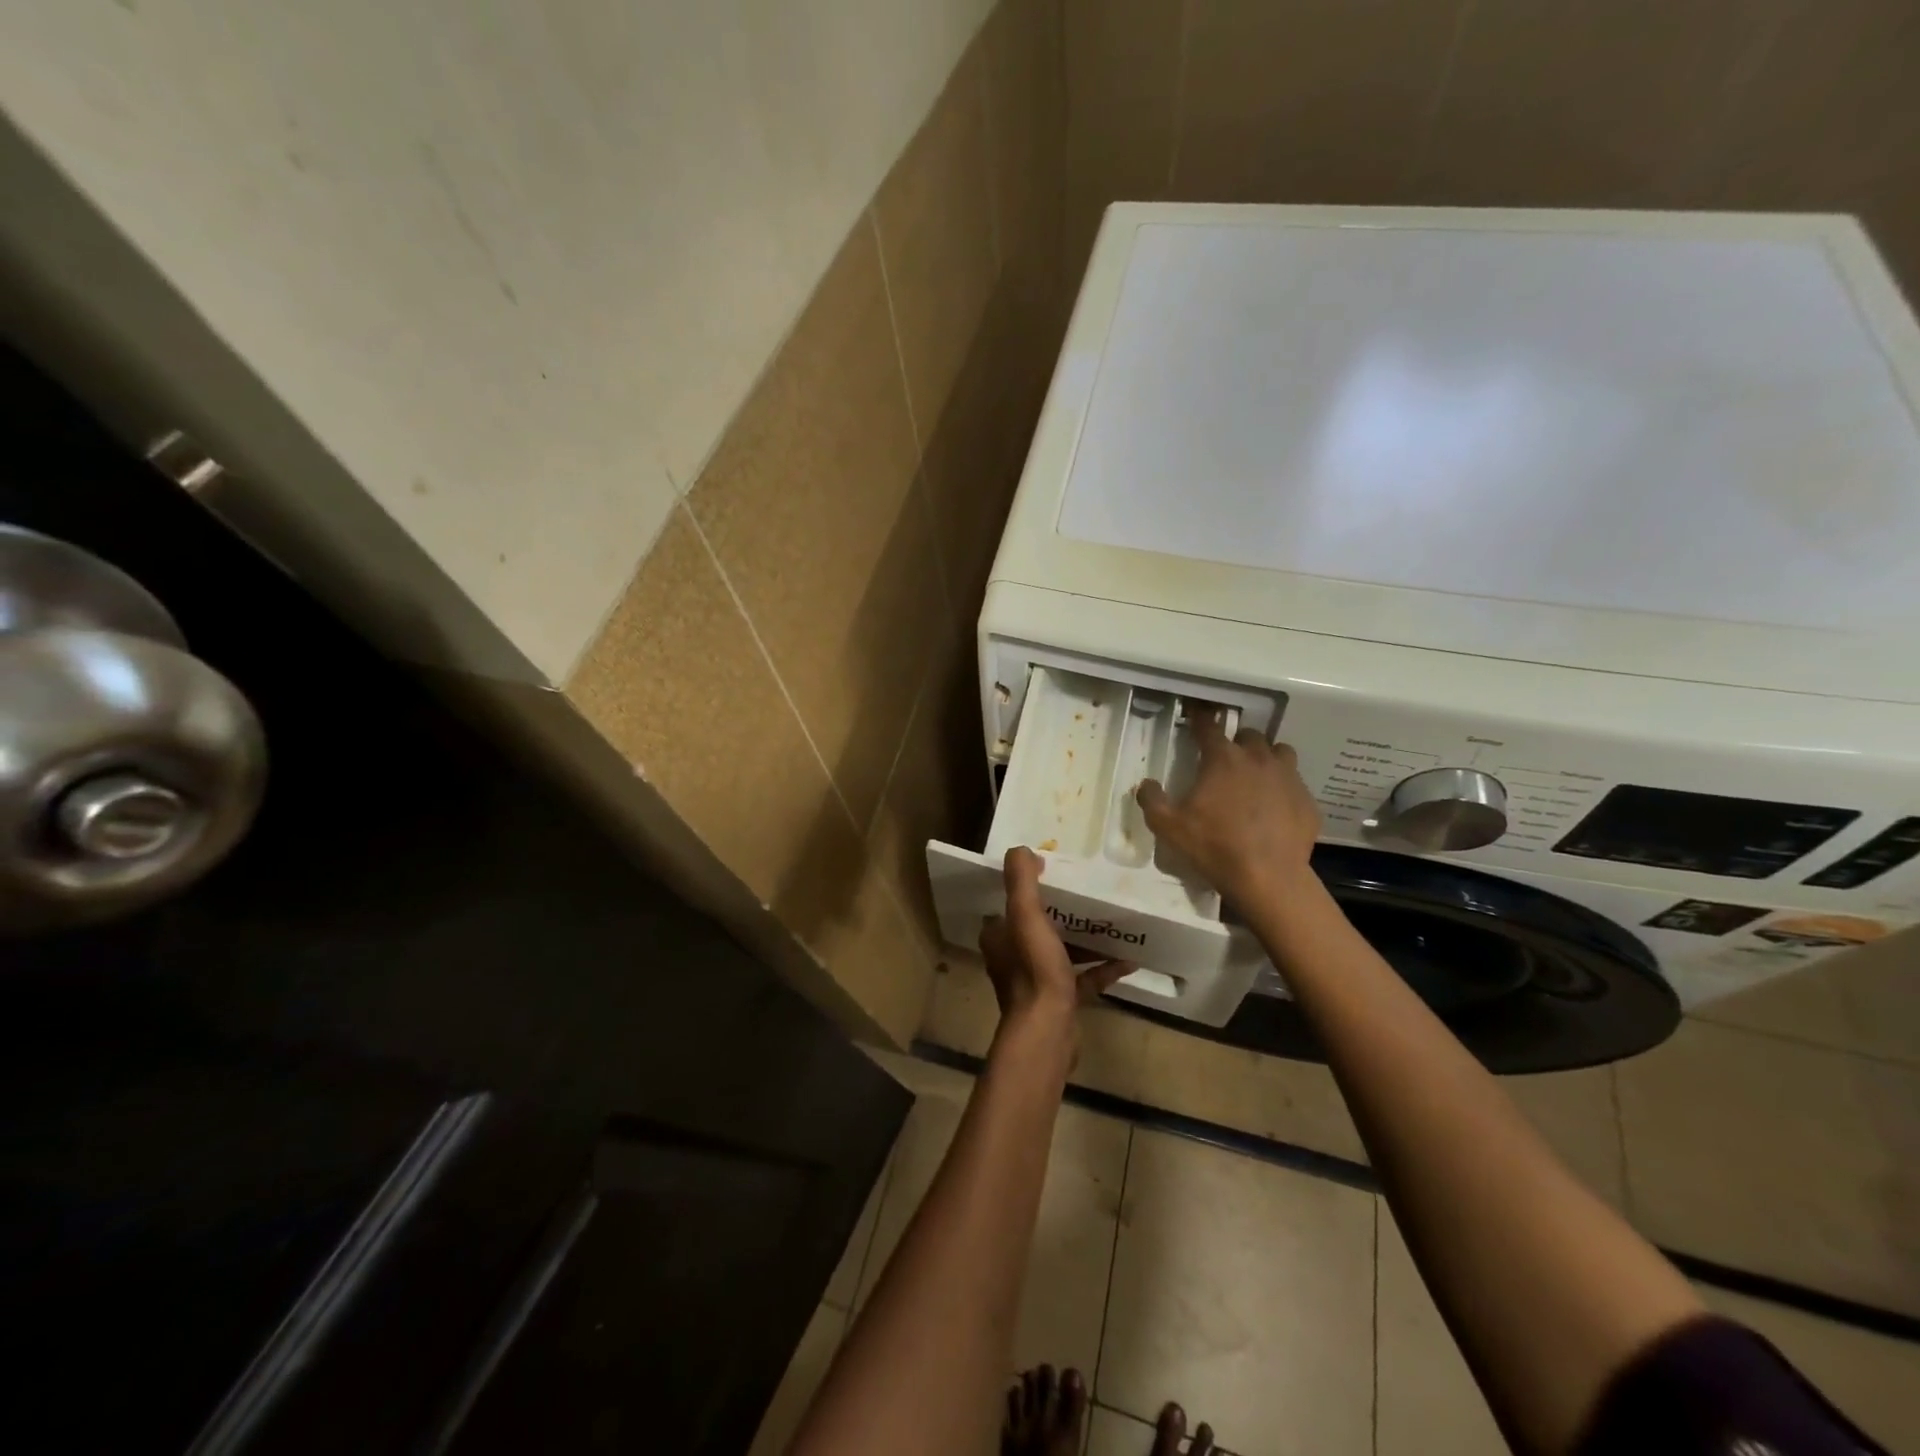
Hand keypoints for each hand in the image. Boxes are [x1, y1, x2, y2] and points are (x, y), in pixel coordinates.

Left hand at [980, 847, 1129, 1030]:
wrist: (1048, 1031)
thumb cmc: (1035, 969)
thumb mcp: (1026, 916)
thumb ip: (1021, 881)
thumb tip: (1021, 850)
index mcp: (999, 937)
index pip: (1008, 906)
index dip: (1026, 889)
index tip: (1052, 874)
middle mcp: (1012, 958)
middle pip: (1037, 927)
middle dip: (1061, 912)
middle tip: (1087, 895)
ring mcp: (1036, 982)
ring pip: (1062, 952)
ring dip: (1085, 940)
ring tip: (1112, 924)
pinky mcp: (1059, 1001)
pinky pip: (1083, 979)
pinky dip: (1102, 968)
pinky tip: (1127, 961)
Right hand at [1136, 711, 1319, 907]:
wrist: (1269, 878)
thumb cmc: (1214, 847)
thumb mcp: (1168, 827)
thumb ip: (1152, 800)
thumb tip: (1146, 784)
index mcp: (1223, 759)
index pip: (1209, 727)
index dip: (1200, 719)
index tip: (1196, 715)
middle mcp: (1258, 759)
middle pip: (1249, 735)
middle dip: (1236, 742)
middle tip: (1225, 760)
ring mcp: (1288, 778)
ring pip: (1279, 752)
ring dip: (1266, 757)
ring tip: (1256, 776)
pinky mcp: (1307, 800)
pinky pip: (1295, 784)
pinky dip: (1284, 788)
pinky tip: (1275, 808)